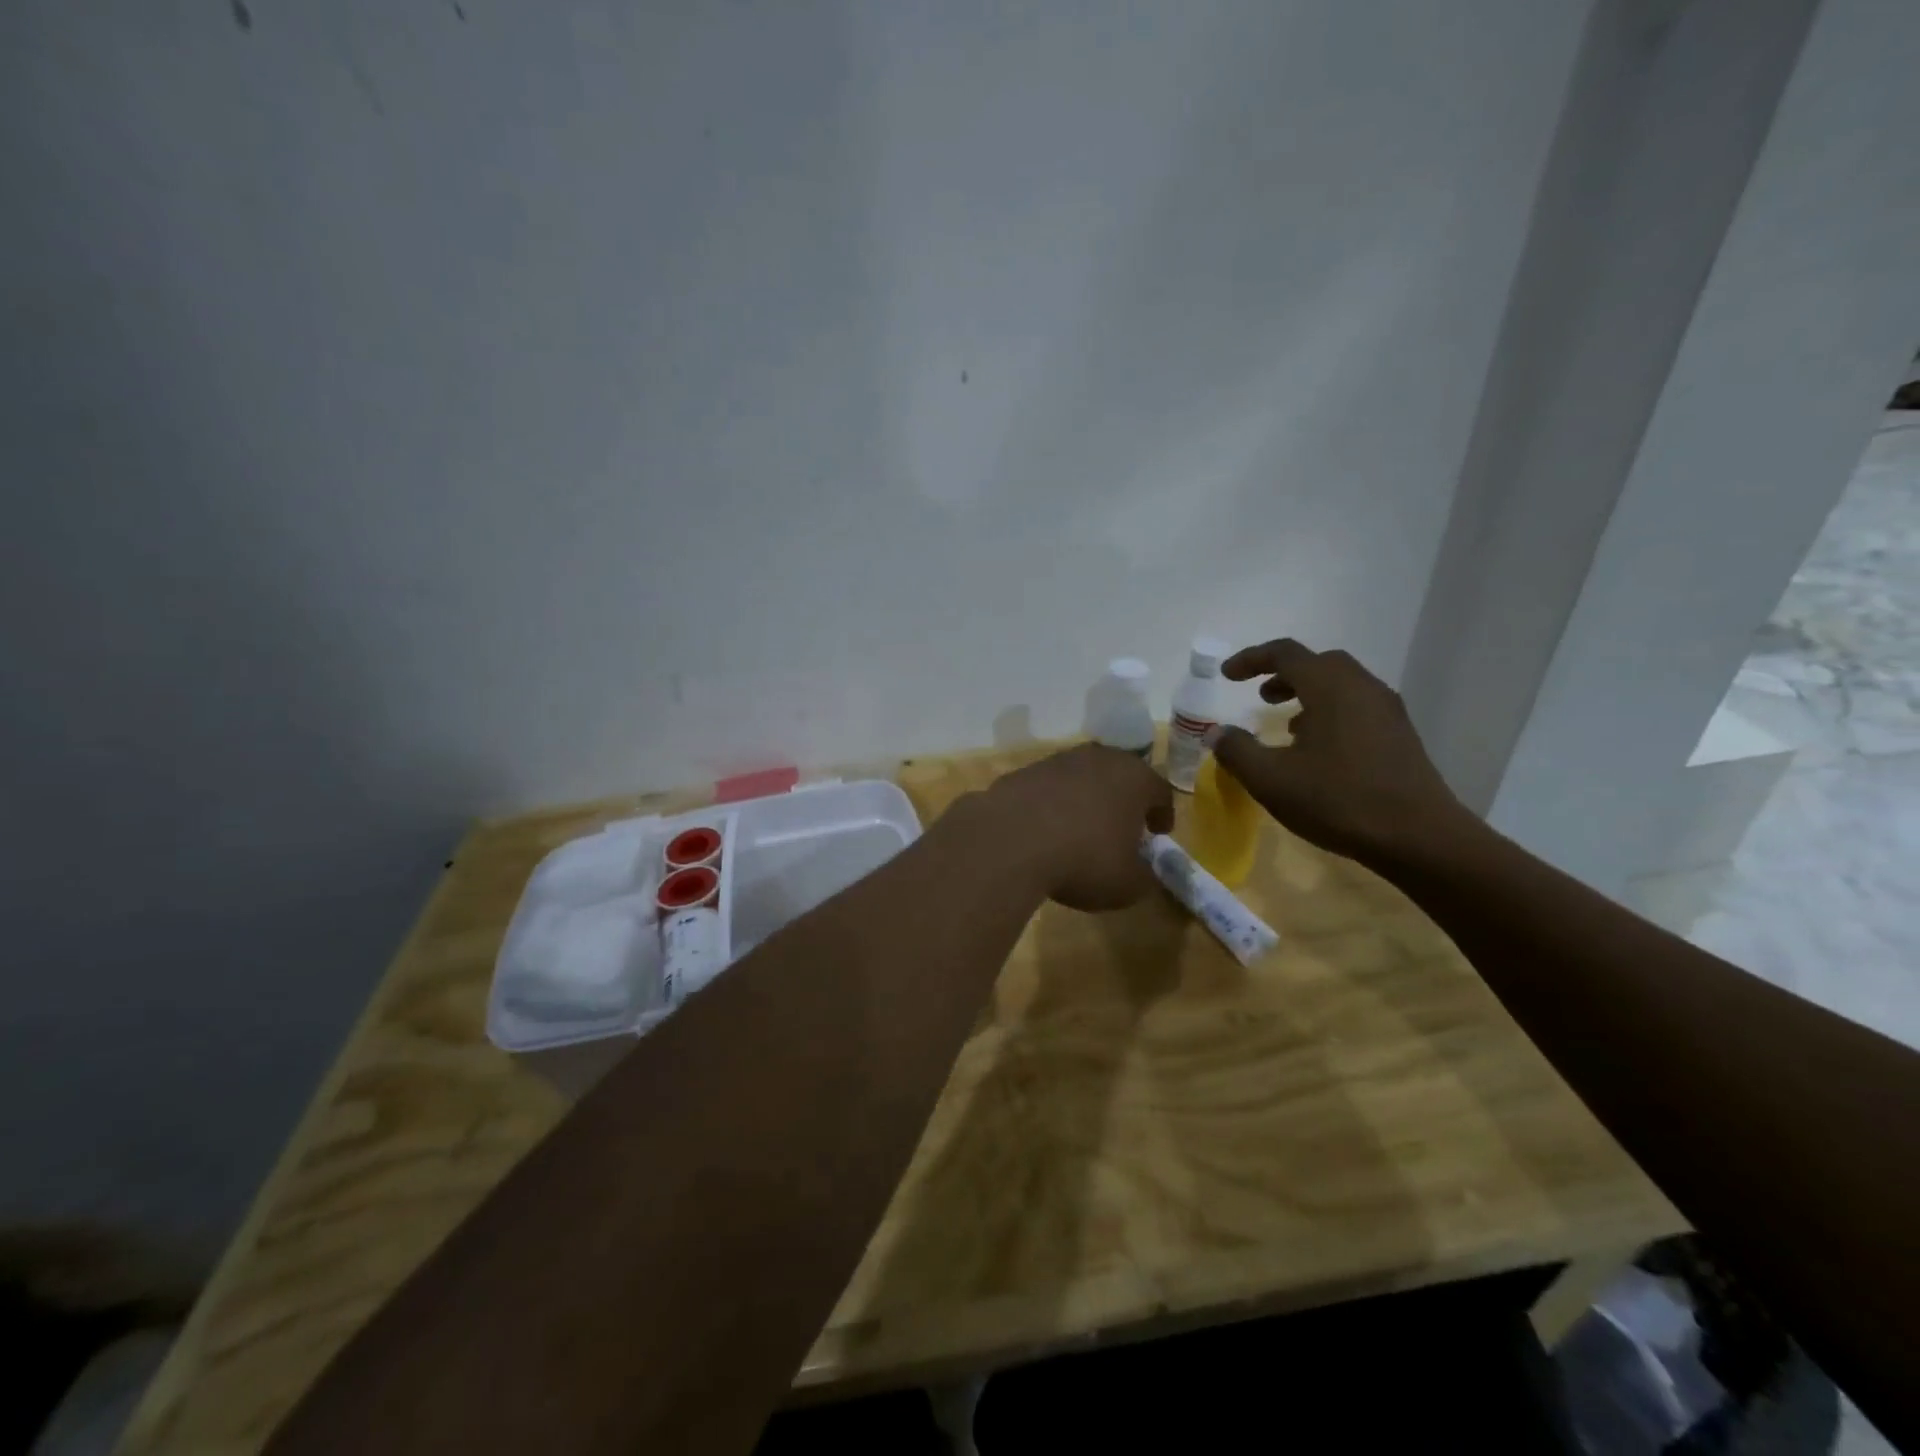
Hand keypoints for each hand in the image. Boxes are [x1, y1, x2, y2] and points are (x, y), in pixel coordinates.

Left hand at [979, 744, 1174, 910]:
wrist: (1011, 841)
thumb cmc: (1084, 860)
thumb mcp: (1128, 884)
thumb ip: (1144, 876)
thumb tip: (1143, 872)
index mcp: (1134, 778)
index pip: (1160, 790)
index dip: (1163, 813)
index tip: (1159, 832)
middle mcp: (1098, 759)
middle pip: (1120, 775)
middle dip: (1124, 799)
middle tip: (1123, 826)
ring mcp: (1057, 761)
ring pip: (1082, 777)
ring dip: (1086, 798)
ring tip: (1081, 828)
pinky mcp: (1023, 772)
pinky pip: (1048, 788)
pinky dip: (1052, 804)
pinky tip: (1045, 829)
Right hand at [1210, 639, 1467, 863]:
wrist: (1419, 837)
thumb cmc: (1338, 800)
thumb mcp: (1271, 780)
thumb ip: (1236, 751)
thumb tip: (1216, 732)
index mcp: (1330, 688)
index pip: (1286, 653)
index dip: (1251, 659)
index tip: (1226, 676)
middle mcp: (1362, 688)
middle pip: (1319, 663)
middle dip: (1284, 673)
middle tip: (1260, 696)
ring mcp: (1387, 711)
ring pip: (1342, 685)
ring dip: (1309, 693)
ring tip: (1288, 724)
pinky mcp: (1400, 736)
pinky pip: (1358, 706)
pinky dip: (1331, 711)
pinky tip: (1319, 749)